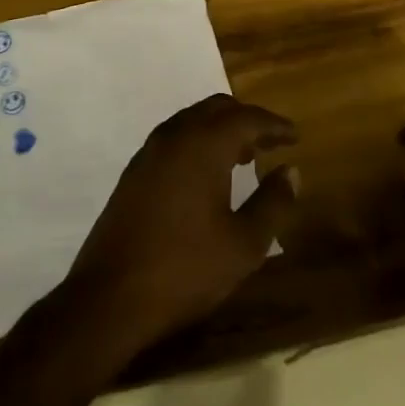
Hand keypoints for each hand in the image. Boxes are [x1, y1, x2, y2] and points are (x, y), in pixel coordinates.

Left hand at [64, 94, 299, 358]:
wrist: (109, 297)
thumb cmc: (185, 269)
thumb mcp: (244, 244)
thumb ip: (273, 203)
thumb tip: (291, 172)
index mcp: (203, 145)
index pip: (247, 118)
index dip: (274, 124)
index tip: (295, 136)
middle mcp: (174, 136)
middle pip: (216, 108)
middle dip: (246, 120)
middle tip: (270, 143)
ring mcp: (149, 152)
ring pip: (192, 121)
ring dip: (220, 130)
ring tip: (244, 157)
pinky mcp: (134, 172)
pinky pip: (174, 139)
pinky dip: (198, 142)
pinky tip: (207, 175)